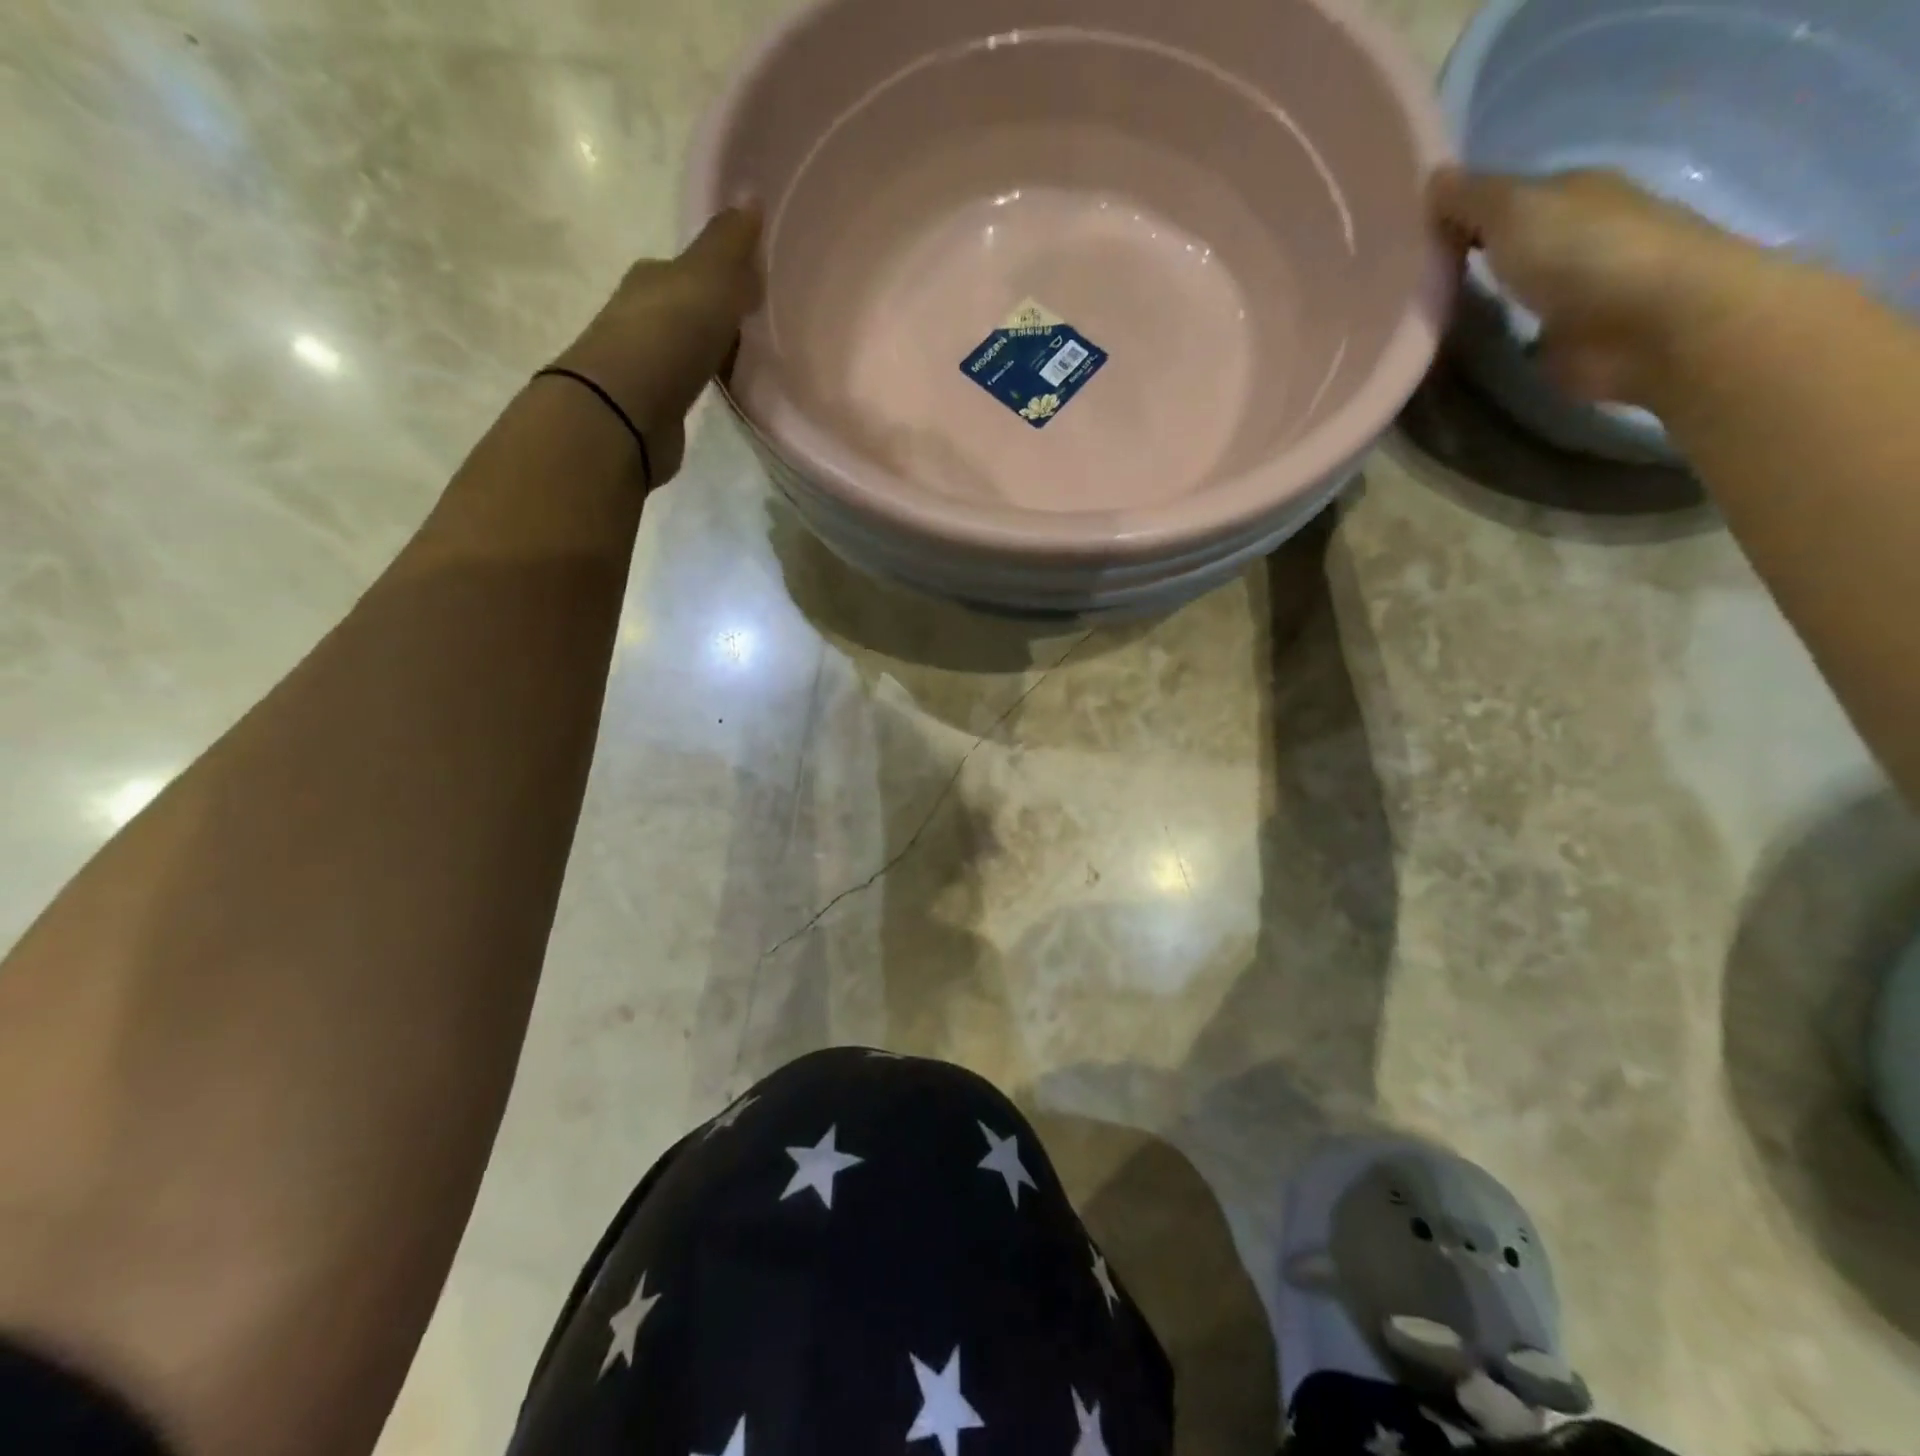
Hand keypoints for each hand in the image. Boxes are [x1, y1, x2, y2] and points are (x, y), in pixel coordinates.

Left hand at [552, 207, 763, 483]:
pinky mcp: (653, 407)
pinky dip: (705, 385)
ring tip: (750, 364)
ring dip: (712, 352)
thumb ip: (729, 245)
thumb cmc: (669, 335)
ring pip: (687, 348)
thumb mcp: (708, 278)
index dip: (726, 274)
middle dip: (719, 315)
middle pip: (688, 309)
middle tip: (759, 327)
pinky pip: (687, 386)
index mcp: (654, 277)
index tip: (759, 289)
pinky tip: (725, 393)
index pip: (693, 269)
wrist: (625, 411)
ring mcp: (646, 363)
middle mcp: (643, 314)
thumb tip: (750, 198)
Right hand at [1429, 167, 1759, 405]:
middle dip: (1465, 258)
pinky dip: (1491, 341)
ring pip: (1510, 290)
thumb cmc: (1583, 253)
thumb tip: (1433, 178)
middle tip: (1405, 282)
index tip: (1407, 239)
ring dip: (1475, 303)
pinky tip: (1454, 351)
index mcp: (1572, 193)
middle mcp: (1576, 235)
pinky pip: (1515, 336)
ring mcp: (1574, 292)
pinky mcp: (1568, 342)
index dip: (1459, 213)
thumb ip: (1471, 198)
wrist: (1649, 325)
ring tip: (1420, 320)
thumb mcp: (1515, 210)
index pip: (1505, 197)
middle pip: (1508, 244)